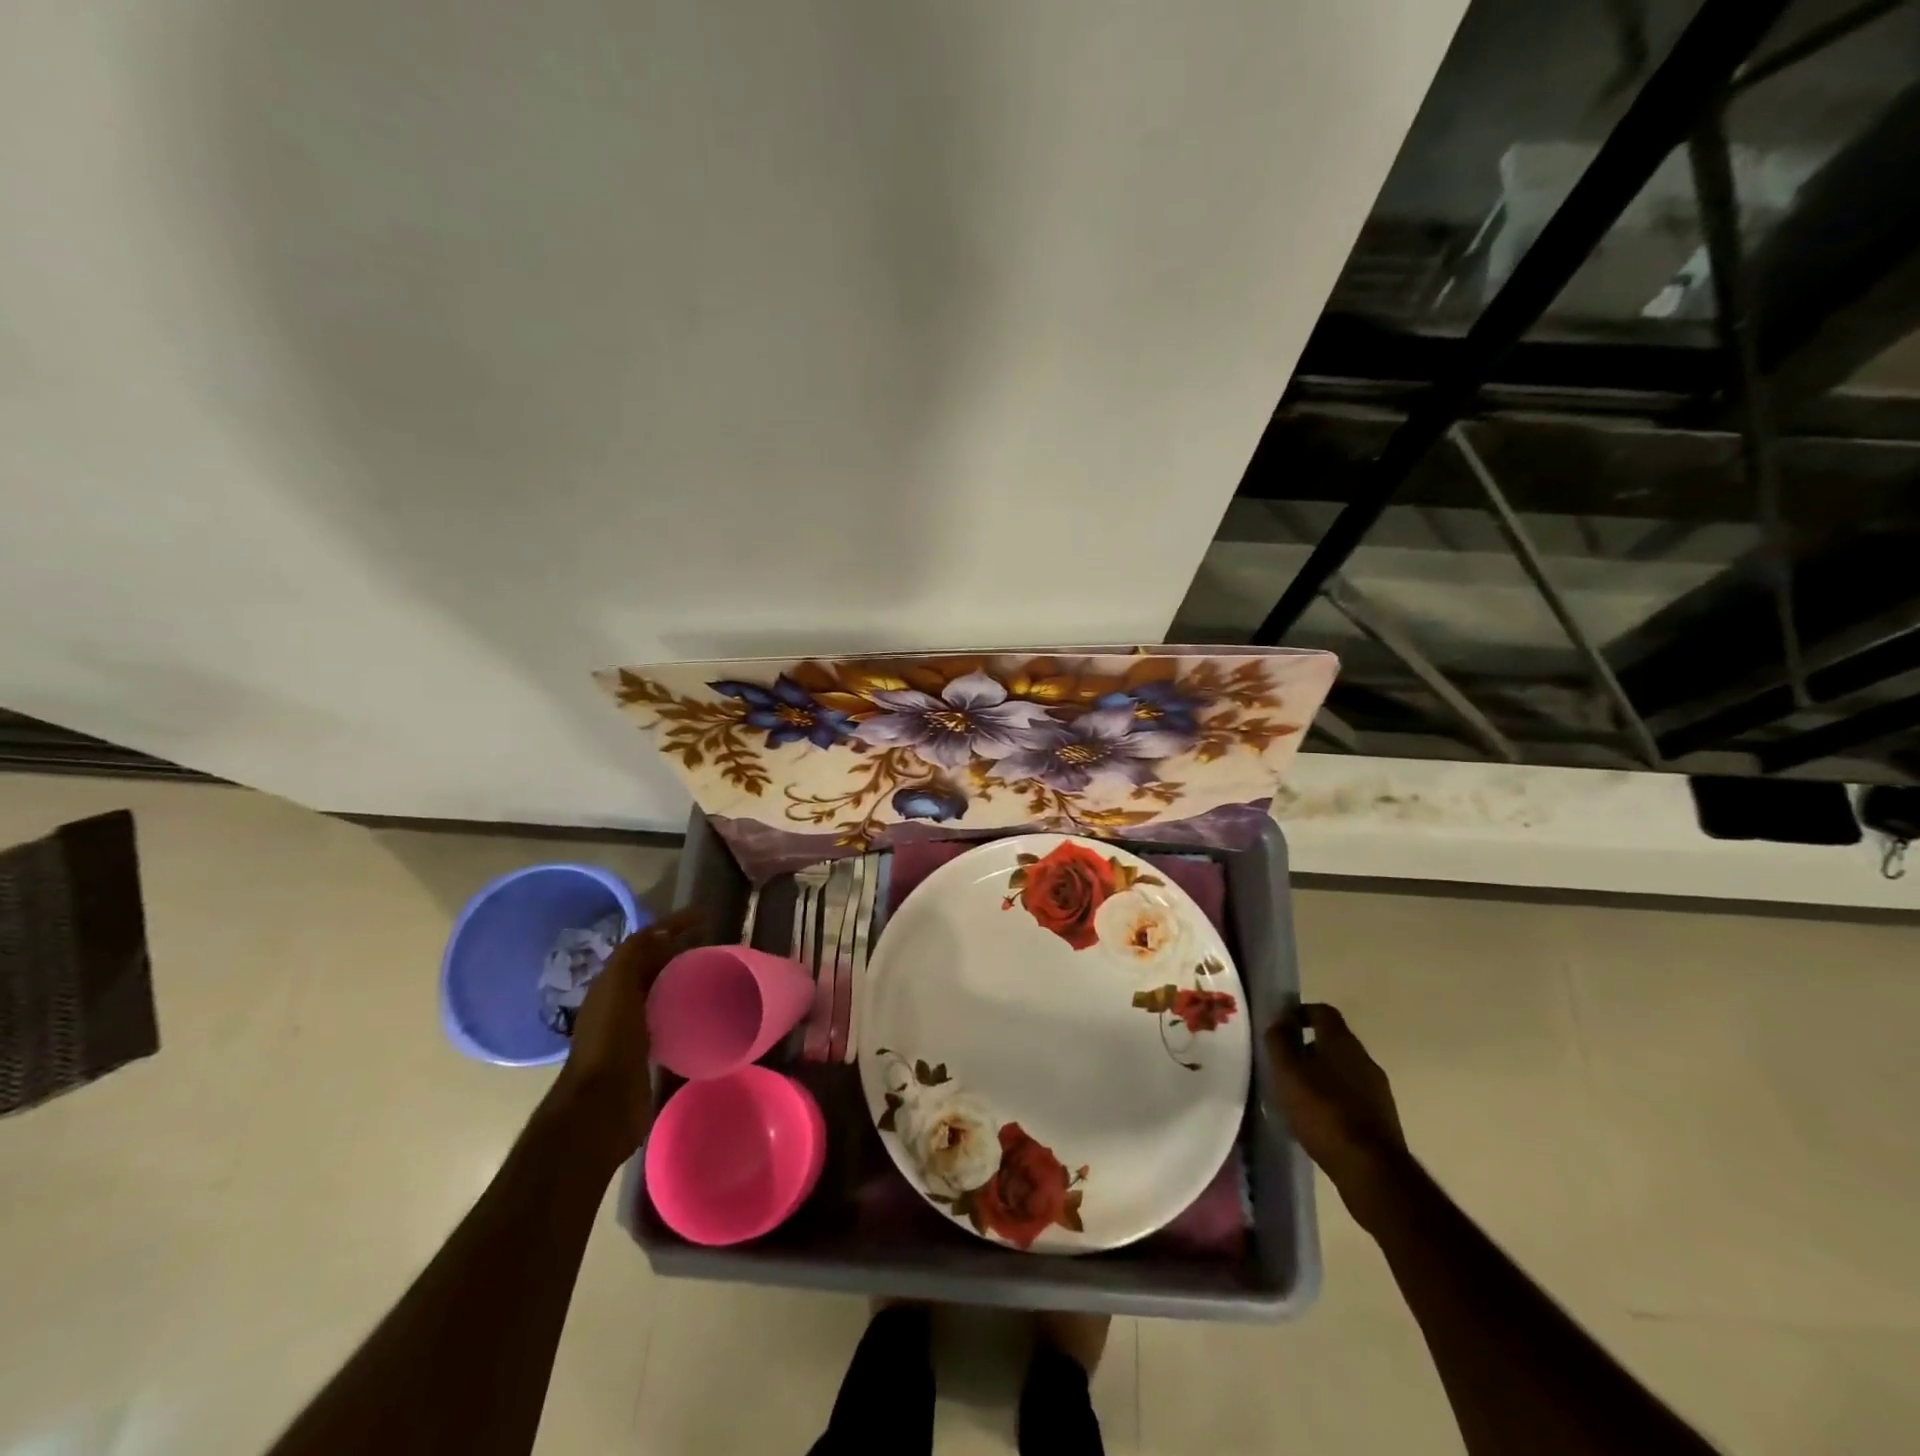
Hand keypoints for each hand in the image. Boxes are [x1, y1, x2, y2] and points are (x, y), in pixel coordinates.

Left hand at [547, 907, 704, 1165]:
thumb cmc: (610, 1042)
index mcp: (611, 983)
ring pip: (664, 992)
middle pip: (655, 966)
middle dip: (682, 950)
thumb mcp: (618, 987)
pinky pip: (672, 1020)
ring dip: (687, 979)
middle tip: (717, 944)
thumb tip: (664, 932)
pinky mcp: (648, 1053)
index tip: (704, 916)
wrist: (601, 1107)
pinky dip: (688, 1008)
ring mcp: (633, 1029)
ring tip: (719, 973)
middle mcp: (620, 1002)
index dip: (672, 925)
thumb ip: (635, 955)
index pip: (644, 943)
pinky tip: (709, 1011)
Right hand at [1266, 1003, 1407, 1221]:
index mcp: (1342, 1041)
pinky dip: (1335, 1099)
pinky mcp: (1383, 1118)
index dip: (1301, 1013)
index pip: (1323, 1011)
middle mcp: (1364, 1058)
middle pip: (1334, 1041)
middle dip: (1308, 1047)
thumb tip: (1279, 1019)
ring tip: (1298, 1093)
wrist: (1372, 1169)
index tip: (1281, 1026)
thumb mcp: (1288, 1072)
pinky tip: (1319, 1119)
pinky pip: (1353, 1096)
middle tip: (1284, 1063)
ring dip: (1322, 1075)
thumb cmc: (1323, 1111)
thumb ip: (1280, 1041)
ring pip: (1344, 1070)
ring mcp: (1378, 1089)